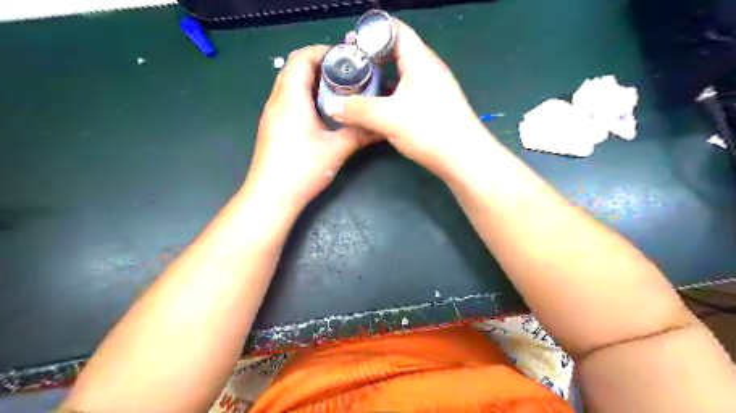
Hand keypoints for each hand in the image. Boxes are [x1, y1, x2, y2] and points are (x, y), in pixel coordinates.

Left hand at [247, 45, 378, 209]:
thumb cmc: (302, 169)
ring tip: (338, 91)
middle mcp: (277, 100)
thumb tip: (381, 127)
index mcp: (290, 98)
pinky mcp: (272, 127)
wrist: (271, 196)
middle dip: (320, 65)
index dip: (323, 52)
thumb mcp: (336, 150)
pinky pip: (288, 100)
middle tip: (347, 75)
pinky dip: (305, 97)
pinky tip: (323, 112)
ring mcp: (272, 114)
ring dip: (312, 82)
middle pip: (294, 68)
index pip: (301, 57)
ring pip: (290, 84)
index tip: (347, 59)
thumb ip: (359, 133)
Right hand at [324, 20, 490, 178]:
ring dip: (379, 81)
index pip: (395, 30)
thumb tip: (330, 106)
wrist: (464, 159)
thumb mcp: (388, 118)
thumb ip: (357, 110)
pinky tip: (376, 110)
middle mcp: (428, 70)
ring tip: (357, 89)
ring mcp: (432, 90)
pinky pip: (406, 94)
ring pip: (400, 77)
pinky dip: (389, 97)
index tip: (349, 45)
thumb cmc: (429, 130)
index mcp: (420, 60)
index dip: (371, 32)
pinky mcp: (432, 108)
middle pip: (396, 52)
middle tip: (349, 69)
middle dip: (371, 59)